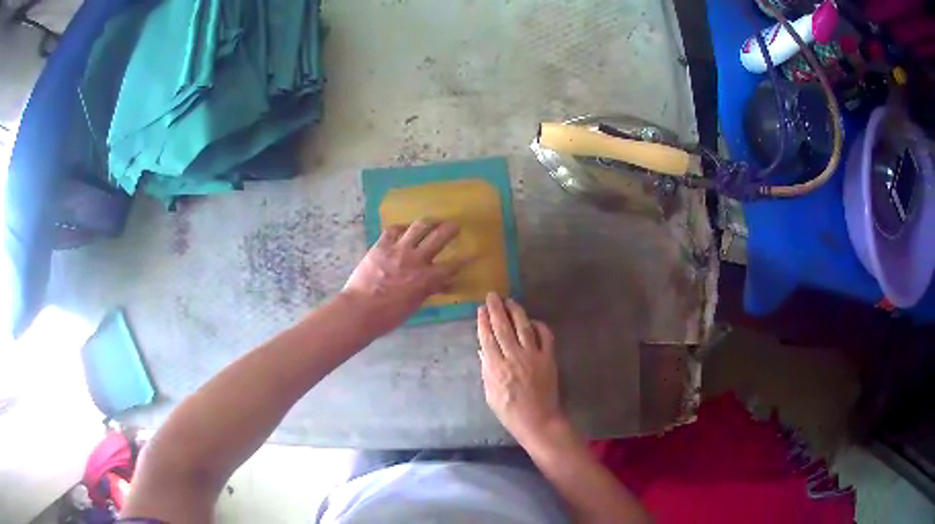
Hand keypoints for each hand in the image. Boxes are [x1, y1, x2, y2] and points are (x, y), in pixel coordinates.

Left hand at [343, 219, 464, 332]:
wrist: (361, 309)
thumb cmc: (389, 315)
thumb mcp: (415, 304)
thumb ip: (429, 290)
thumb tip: (443, 284)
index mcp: (427, 278)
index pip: (453, 265)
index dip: (465, 259)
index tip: (473, 253)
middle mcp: (416, 259)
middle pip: (439, 237)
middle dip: (451, 229)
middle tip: (455, 226)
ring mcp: (398, 249)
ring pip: (419, 226)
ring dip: (429, 222)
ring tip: (433, 221)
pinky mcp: (381, 245)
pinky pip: (393, 229)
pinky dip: (401, 228)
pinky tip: (404, 229)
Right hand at [477, 293, 566, 444]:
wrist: (538, 420)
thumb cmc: (509, 411)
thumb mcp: (490, 394)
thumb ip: (486, 370)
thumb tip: (482, 350)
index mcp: (496, 367)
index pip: (487, 338)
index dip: (483, 321)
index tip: (481, 309)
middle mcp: (514, 357)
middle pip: (503, 327)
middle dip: (496, 309)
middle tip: (492, 295)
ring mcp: (533, 356)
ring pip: (523, 327)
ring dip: (516, 311)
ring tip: (510, 301)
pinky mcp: (549, 358)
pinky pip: (545, 336)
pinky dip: (539, 325)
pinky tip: (533, 321)